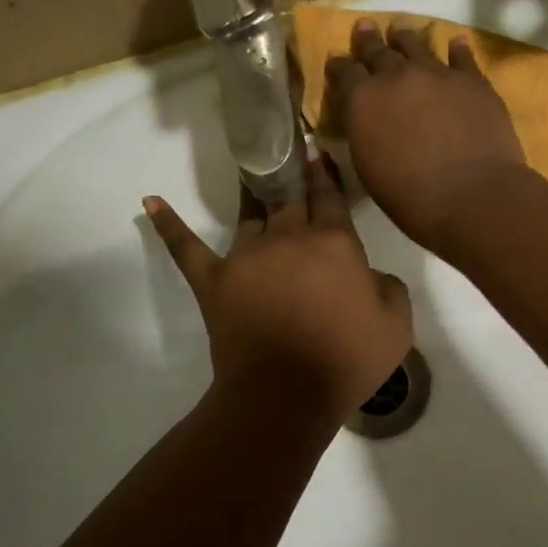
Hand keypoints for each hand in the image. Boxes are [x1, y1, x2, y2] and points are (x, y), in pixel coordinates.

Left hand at [144, 155, 413, 420]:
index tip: (316, 151)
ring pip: (250, 216)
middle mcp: (289, 238)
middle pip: (290, 199)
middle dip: (290, 173)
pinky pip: (186, 247)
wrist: (285, 396)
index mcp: (334, 243)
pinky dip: (169, 225)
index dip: (325, 173)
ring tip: (248, 170)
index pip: (330, 197)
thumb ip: (389, 287)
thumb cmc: (347, 360)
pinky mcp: (214, 280)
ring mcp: (246, 257)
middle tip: (284, 150)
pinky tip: (150, 202)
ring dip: (251, 194)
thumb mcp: (397, 325)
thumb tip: (368, 276)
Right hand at [324, 18, 527, 253]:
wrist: (473, 197)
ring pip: (417, 45)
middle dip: (369, 41)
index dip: (339, 65)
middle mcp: (396, 76)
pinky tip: (455, 43)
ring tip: (402, 29)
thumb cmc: (412, 198)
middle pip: (378, 51)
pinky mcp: (473, 81)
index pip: (344, 72)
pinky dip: (455, 49)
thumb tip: (365, 120)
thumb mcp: (369, 169)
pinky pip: (461, 57)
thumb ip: (364, 134)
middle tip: (365, 27)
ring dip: (406, 37)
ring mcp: (437, 74)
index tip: (336, 59)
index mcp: (362, 100)